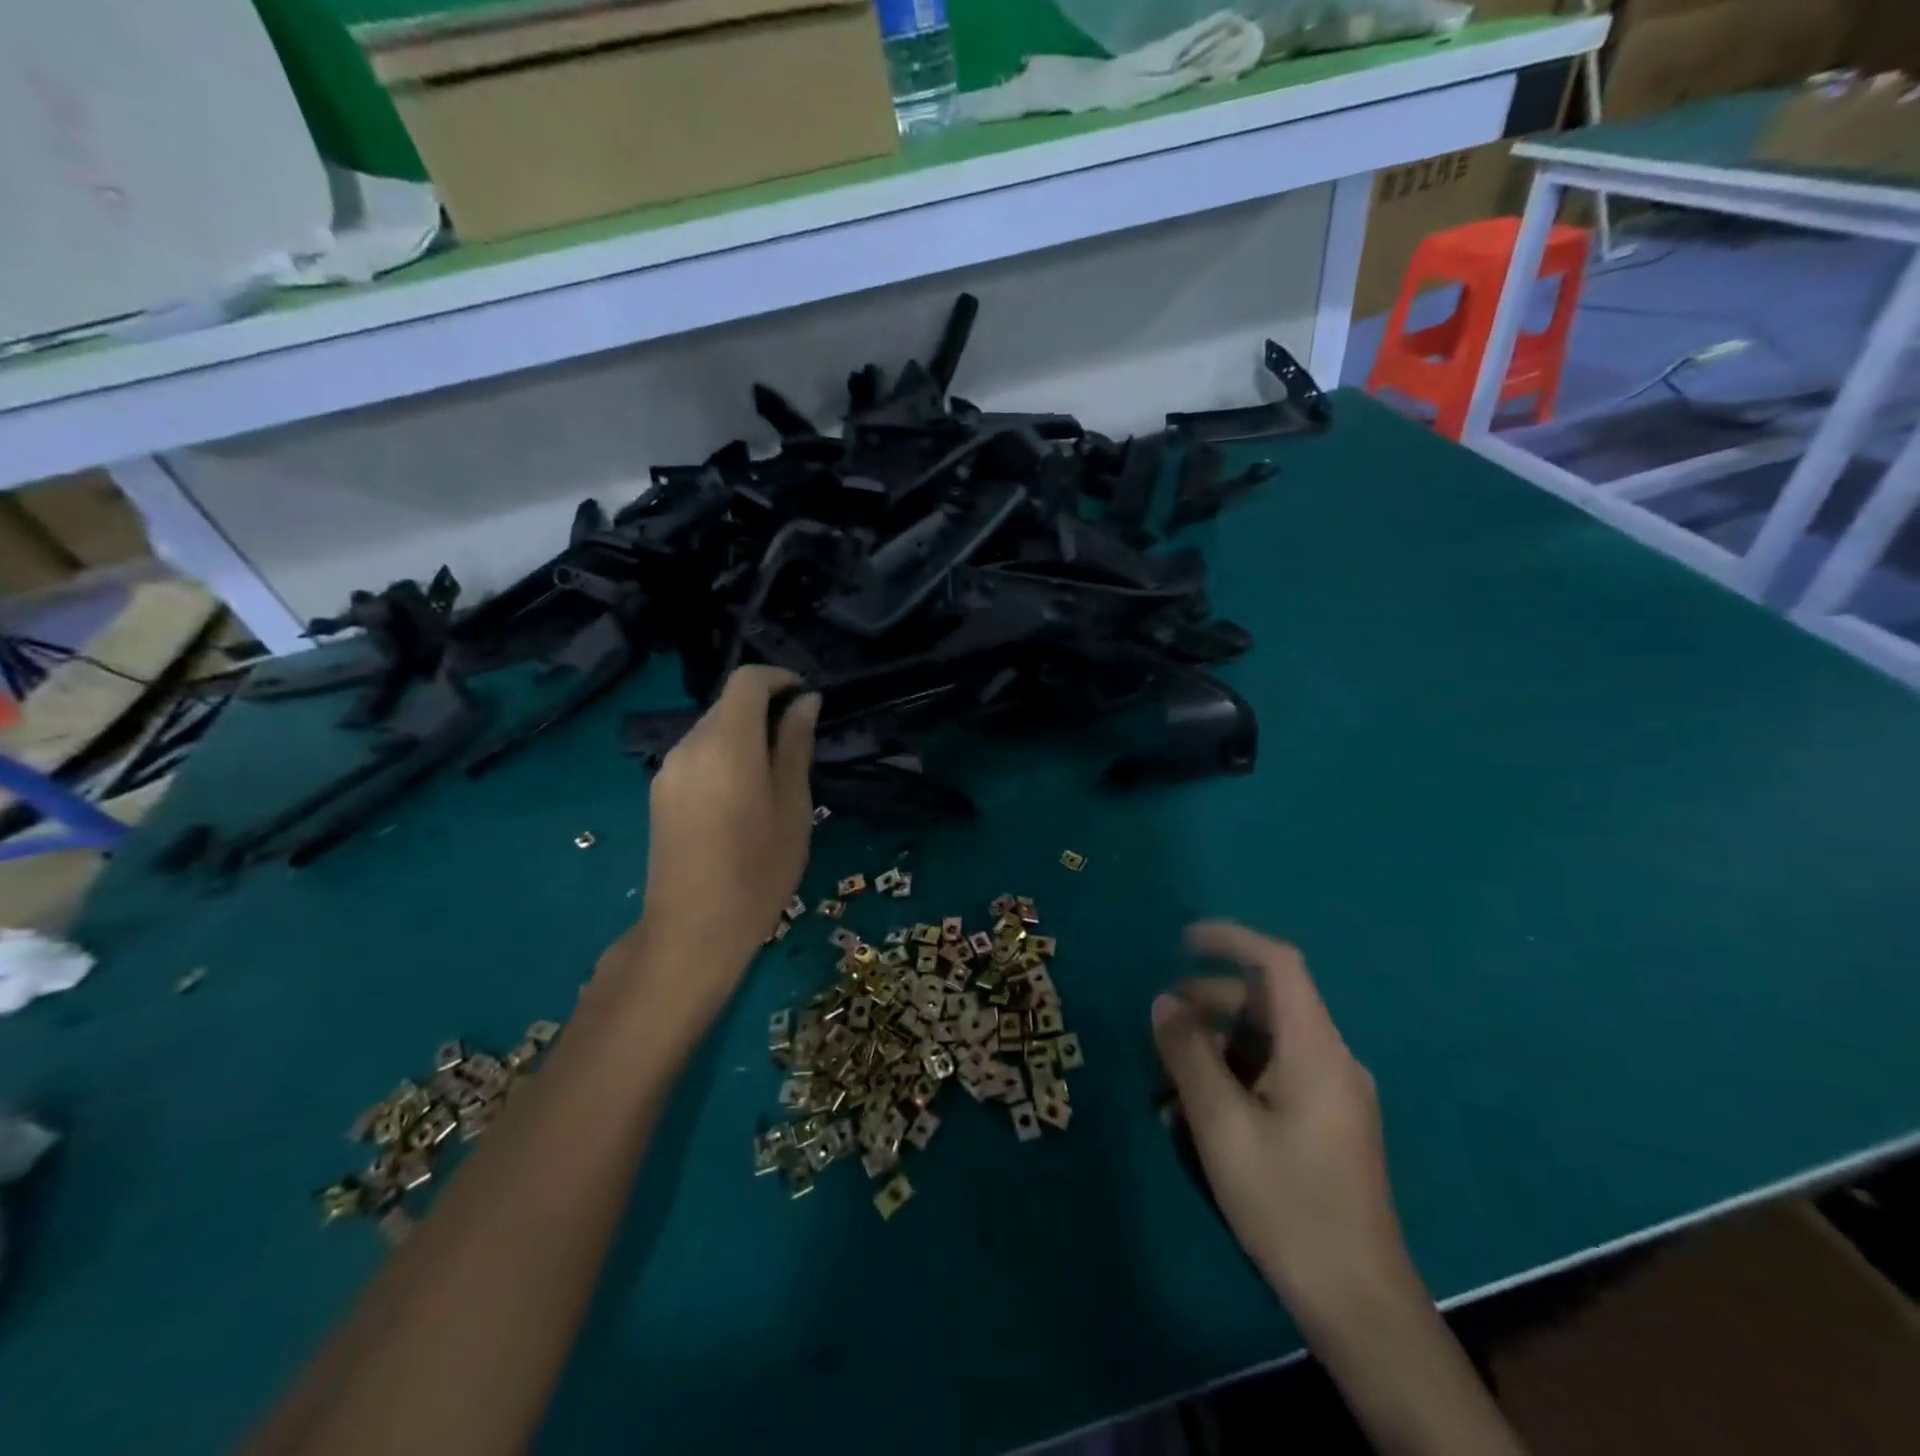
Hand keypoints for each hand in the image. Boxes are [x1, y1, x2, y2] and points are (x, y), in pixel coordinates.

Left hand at [617, 667, 819, 1018]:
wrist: (692, 931)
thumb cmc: (758, 869)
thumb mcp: (793, 806)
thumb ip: (795, 746)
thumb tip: (805, 702)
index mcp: (725, 743)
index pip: (746, 681)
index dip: (779, 678)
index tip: (807, 699)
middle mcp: (688, 745)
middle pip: (727, 704)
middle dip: (764, 709)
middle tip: (800, 742)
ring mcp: (667, 770)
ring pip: (711, 730)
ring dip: (744, 735)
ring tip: (775, 774)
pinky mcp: (659, 793)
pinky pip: (696, 756)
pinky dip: (724, 756)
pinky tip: (742, 796)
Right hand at [1153, 922, 1413, 1331]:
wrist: (1358, 1302)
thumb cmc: (1287, 1203)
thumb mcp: (1221, 1124)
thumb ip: (1188, 1055)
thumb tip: (1164, 1002)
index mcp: (1316, 1049)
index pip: (1278, 963)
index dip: (1230, 939)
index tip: (1182, 941)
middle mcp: (1332, 1060)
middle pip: (1267, 1004)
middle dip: (1209, 1002)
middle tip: (1161, 1024)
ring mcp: (1334, 1093)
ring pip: (1266, 1042)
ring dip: (1215, 1047)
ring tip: (1168, 1082)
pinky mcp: (1328, 1123)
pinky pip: (1274, 1075)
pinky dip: (1234, 1077)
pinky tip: (1197, 1115)